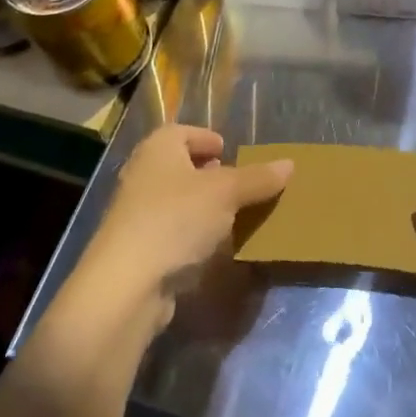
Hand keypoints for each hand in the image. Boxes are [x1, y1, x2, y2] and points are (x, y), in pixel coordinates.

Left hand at [78, 125, 292, 332]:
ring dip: (203, 207)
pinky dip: (192, 234)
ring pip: (177, 200)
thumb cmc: (176, 220)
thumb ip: (257, 178)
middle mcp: (143, 174)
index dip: (207, 138)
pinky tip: (214, 248)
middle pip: (180, 166)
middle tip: (238, 185)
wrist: (126, 284)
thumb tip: (289, 164)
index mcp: (158, 148)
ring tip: (234, 217)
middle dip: (210, 174)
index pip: (183, 132)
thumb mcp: (226, 193)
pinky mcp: (138, 247)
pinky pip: (172, 231)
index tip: (229, 151)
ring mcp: (136, 213)